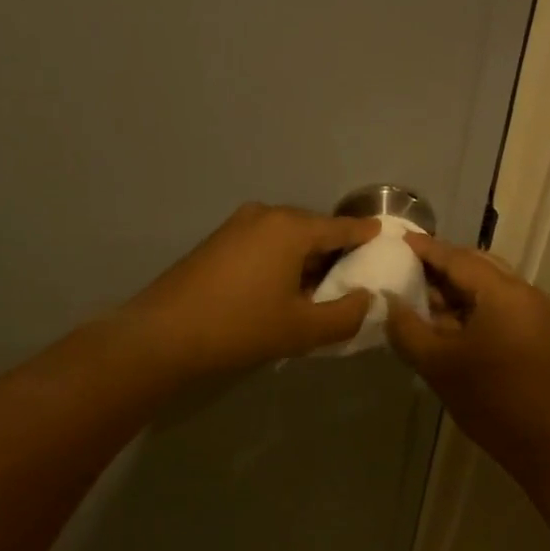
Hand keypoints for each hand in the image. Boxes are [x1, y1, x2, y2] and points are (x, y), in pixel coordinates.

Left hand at [125, 204, 380, 376]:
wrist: (163, 335)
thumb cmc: (240, 327)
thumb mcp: (302, 329)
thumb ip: (346, 315)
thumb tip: (368, 300)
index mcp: (291, 227)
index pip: (342, 227)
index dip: (367, 235)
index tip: (387, 238)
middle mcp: (266, 215)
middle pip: (313, 230)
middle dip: (335, 252)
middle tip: (354, 279)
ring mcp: (237, 225)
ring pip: (287, 238)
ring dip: (306, 260)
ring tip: (319, 291)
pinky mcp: (217, 241)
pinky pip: (264, 244)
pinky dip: (281, 261)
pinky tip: (282, 290)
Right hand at [384, 234, 549, 467]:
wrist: (544, 443)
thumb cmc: (489, 399)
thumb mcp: (437, 363)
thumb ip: (406, 327)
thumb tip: (388, 301)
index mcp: (502, 292)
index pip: (457, 258)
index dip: (425, 249)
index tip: (396, 241)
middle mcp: (523, 292)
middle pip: (476, 265)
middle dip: (440, 265)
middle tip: (404, 268)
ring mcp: (533, 312)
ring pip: (487, 284)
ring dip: (455, 286)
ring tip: (419, 295)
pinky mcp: (534, 331)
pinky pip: (497, 303)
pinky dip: (470, 303)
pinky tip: (445, 319)